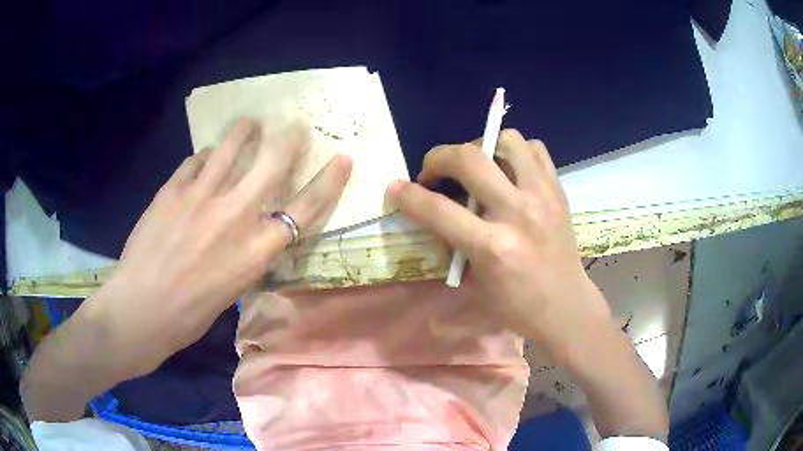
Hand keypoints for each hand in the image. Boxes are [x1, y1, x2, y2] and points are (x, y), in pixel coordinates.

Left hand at [84, 118, 351, 376]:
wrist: (140, 310)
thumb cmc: (189, 315)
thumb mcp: (232, 290)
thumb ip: (246, 252)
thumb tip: (250, 225)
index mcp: (255, 251)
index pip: (305, 209)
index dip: (329, 182)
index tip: (342, 159)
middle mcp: (234, 217)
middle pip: (272, 164)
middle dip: (288, 139)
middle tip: (294, 125)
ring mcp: (200, 198)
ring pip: (230, 148)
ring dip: (245, 132)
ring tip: (250, 123)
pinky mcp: (172, 191)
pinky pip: (195, 161)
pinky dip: (204, 157)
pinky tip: (204, 159)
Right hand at [387, 130, 668, 439]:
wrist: (566, 306)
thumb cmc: (517, 305)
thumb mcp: (475, 281)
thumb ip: (452, 241)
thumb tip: (432, 209)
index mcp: (493, 247)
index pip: (438, 209)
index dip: (408, 195)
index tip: (396, 189)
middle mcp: (519, 213)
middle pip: (470, 158)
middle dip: (439, 157)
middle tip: (434, 172)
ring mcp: (543, 196)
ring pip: (508, 140)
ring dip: (482, 146)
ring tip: (476, 166)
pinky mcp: (558, 191)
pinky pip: (535, 150)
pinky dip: (515, 152)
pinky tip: (508, 170)